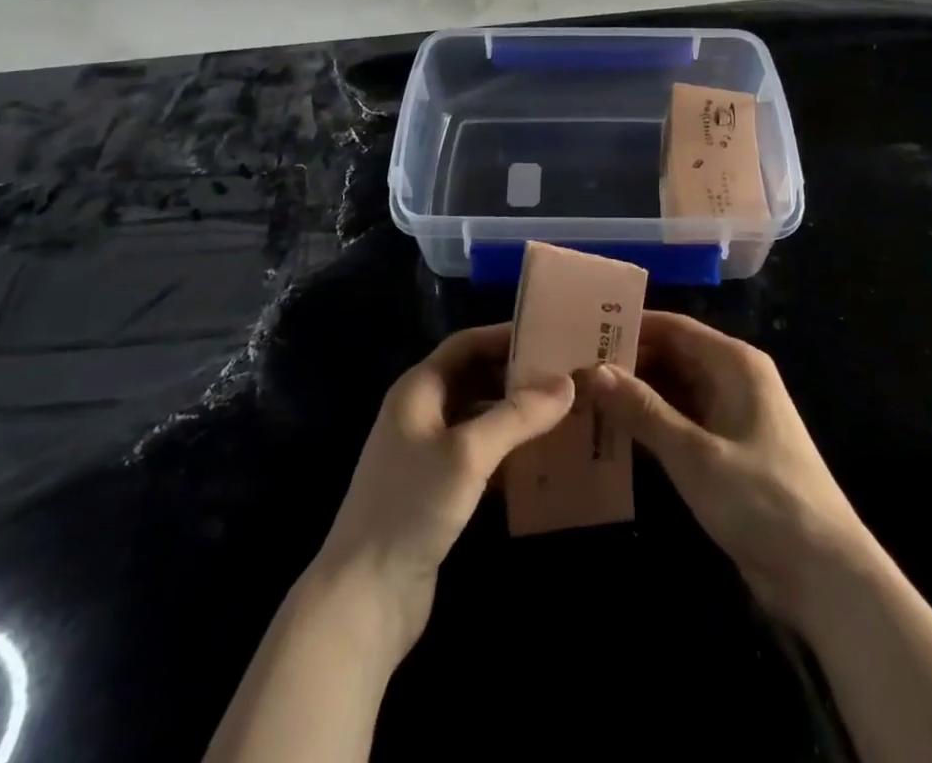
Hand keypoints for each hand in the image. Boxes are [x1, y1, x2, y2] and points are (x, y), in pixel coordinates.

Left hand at [312, 323, 573, 659]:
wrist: (364, 597)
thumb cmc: (411, 506)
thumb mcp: (467, 453)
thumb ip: (517, 415)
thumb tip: (566, 383)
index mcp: (418, 389)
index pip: (466, 344)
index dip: (505, 335)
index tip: (552, 335)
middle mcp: (421, 412)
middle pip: (475, 377)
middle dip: (517, 375)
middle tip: (567, 375)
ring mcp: (428, 452)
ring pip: (480, 416)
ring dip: (516, 414)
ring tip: (564, 412)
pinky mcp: (438, 489)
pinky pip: (481, 453)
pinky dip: (509, 449)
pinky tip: (543, 458)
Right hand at [584, 311, 881, 634]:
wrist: (825, 576)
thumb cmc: (762, 500)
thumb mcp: (694, 454)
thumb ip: (643, 410)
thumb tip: (594, 371)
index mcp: (734, 363)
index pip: (674, 328)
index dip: (630, 326)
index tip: (584, 330)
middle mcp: (734, 379)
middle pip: (672, 356)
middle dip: (628, 363)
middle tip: (574, 368)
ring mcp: (732, 415)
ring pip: (674, 390)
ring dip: (636, 395)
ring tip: (583, 397)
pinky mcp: (728, 450)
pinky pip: (682, 422)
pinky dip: (652, 425)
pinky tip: (614, 434)